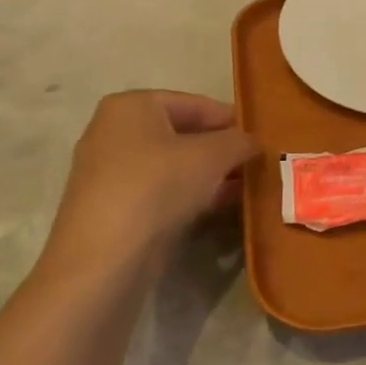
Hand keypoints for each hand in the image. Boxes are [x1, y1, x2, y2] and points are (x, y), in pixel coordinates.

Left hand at [41, 91, 257, 279]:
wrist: (104, 260)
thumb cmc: (158, 187)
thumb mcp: (213, 155)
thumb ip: (239, 141)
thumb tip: (253, 143)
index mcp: (132, 105)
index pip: (195, 104)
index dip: (232, 120)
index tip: (261, 139)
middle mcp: (114, 131)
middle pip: (183, 134)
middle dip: (221, 150)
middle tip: (256, 164)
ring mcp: (109, 172)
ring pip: (173, 165)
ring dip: (210, 175)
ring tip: (246, 187)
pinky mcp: (112, 208)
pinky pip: (160, 191)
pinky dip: (189, 195)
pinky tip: (220, 207)